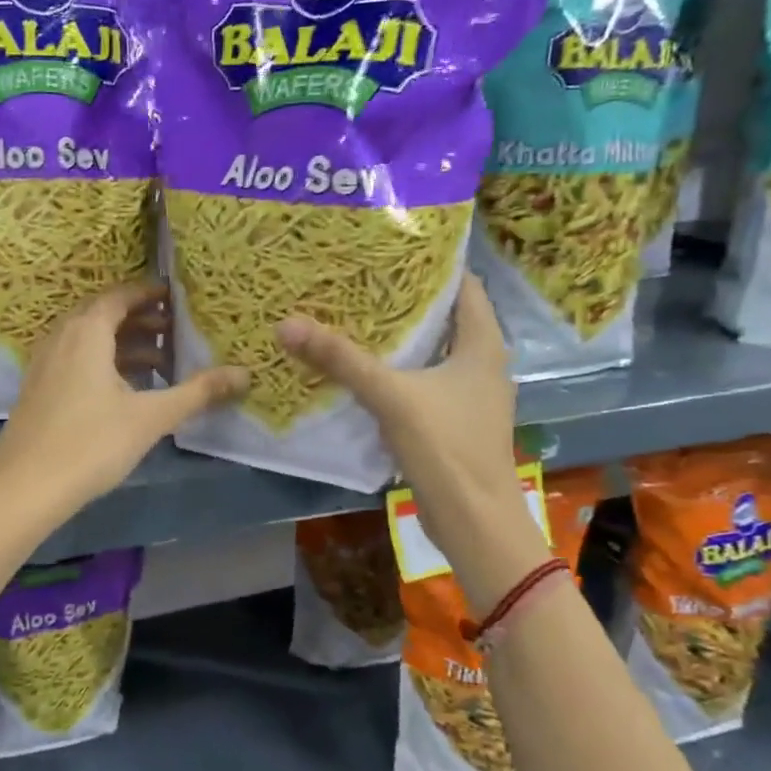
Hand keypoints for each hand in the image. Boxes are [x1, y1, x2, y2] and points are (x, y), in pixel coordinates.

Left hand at [0, 281, 247, 524]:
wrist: (24, 489)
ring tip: (160, 363)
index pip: (120, 296)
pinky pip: (75, 360)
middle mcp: (61, 338)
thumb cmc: (91, 444)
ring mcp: (45, 365)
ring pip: (88, 340)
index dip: (148, 293)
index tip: (176, 296)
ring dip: (123, 344)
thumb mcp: (150, 417)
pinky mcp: (38, 390)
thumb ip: (197, 393)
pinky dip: (103, 363)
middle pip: (103, 315)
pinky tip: (124, 391)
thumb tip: (244, 374)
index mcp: (86, 332)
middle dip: (140, 319)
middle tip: (174, 329)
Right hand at [276, 275, 551, 602]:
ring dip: (402, 340)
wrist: (473, 521)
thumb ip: (341, 360)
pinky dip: (400, 373)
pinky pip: (425, 384)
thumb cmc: (445, 447)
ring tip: (357, 319)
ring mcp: (470, 398)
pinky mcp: (454, 424)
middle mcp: (482, 366)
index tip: (393, 250)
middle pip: (447, 319)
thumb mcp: (390, 396)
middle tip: (362, 282)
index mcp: (483, 347)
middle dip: (408, 301)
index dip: (434, 266)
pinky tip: (366, 372)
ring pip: (434, 354)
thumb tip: (287, 324)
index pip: (466, 288)